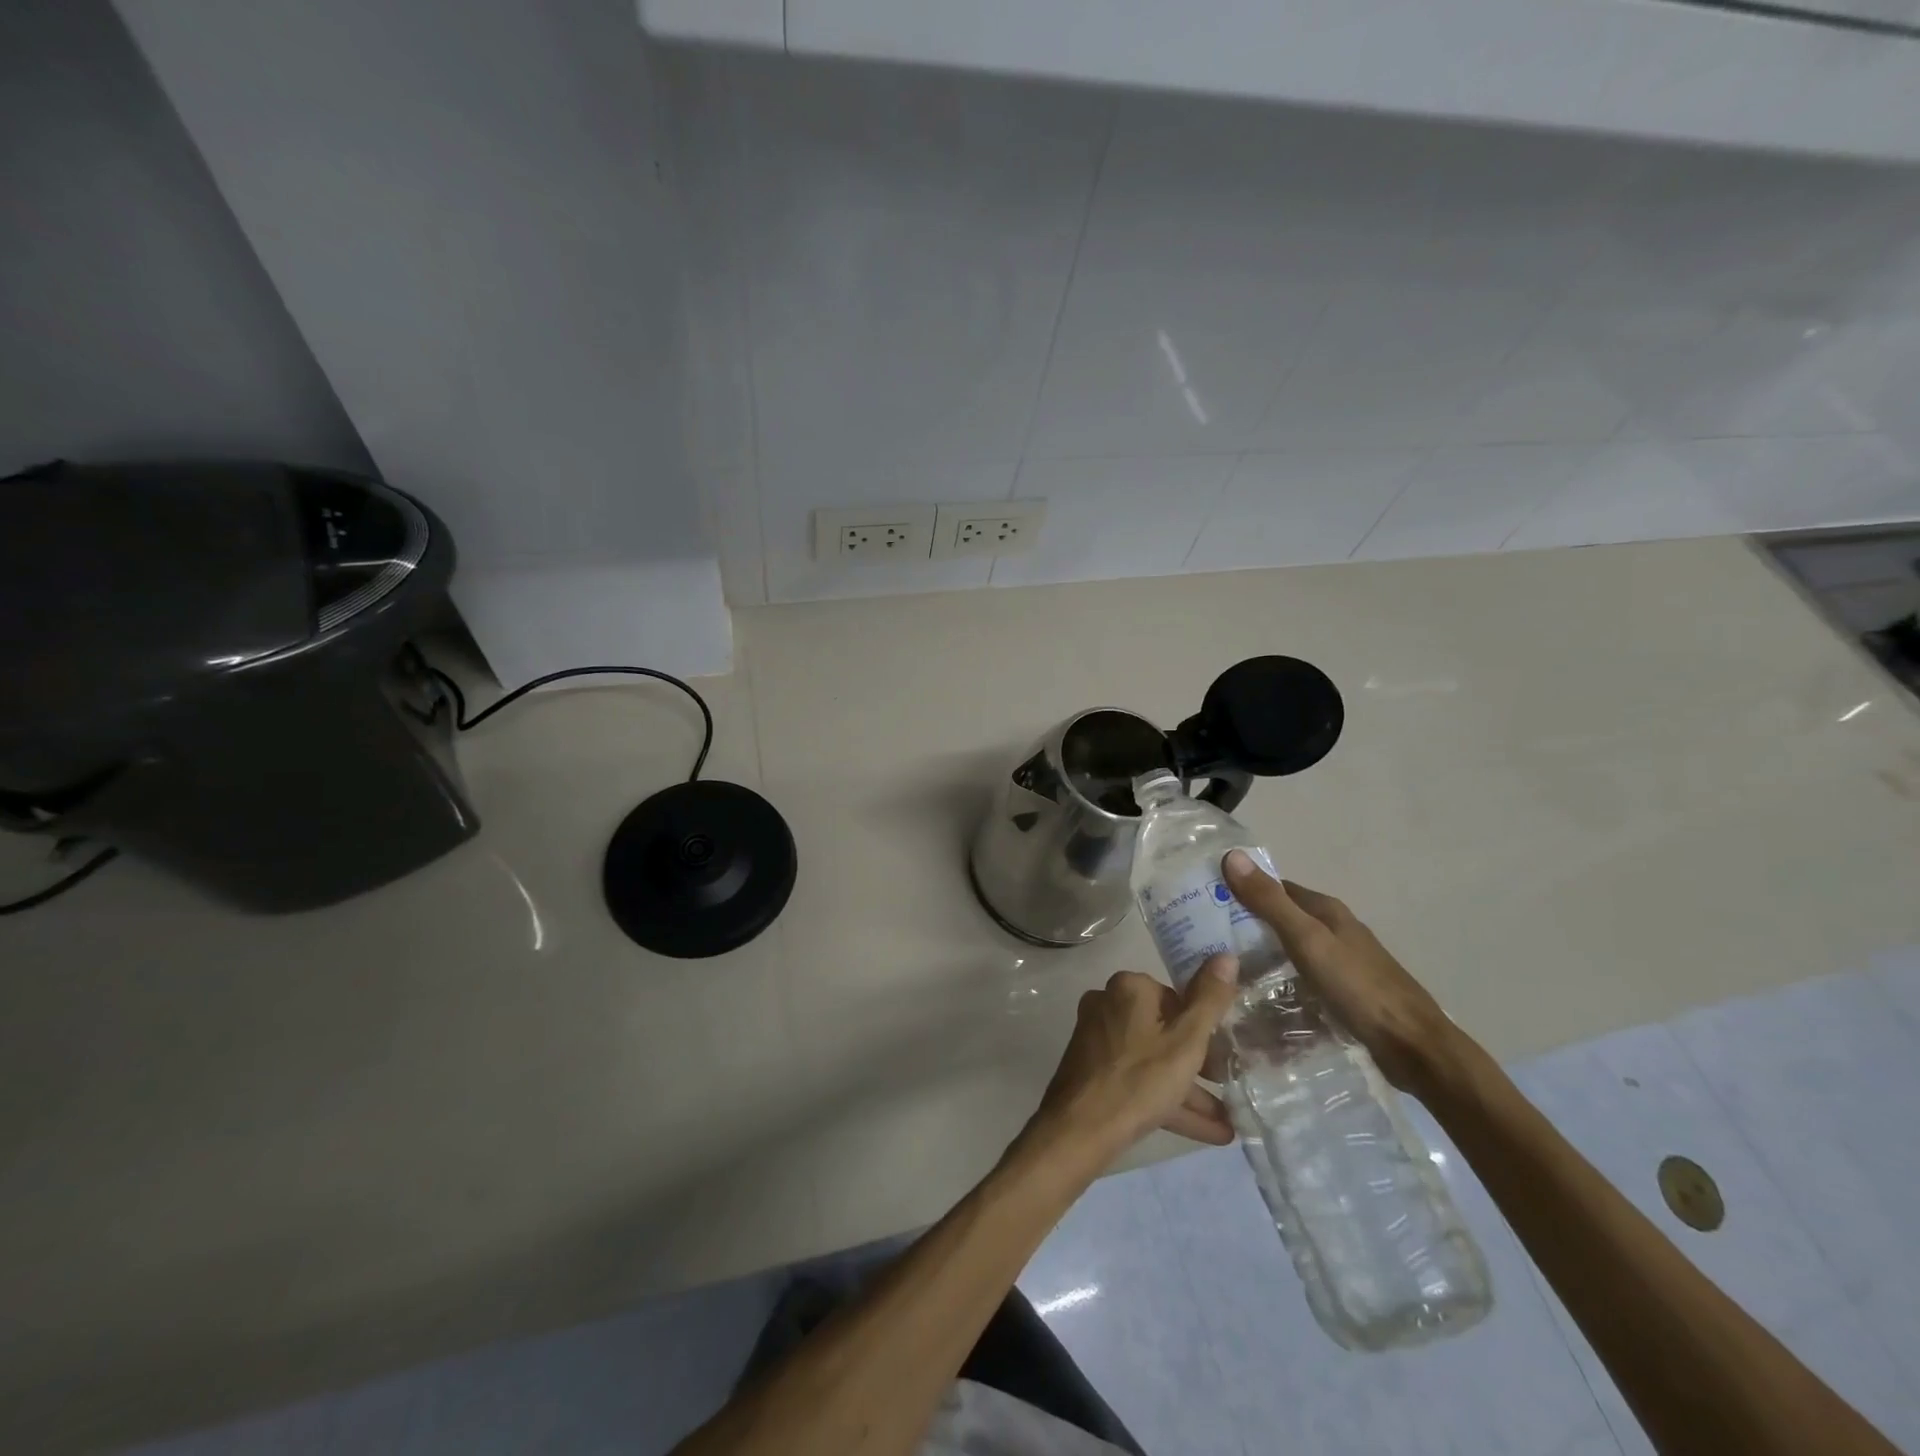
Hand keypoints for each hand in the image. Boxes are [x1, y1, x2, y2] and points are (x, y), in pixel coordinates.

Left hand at [1024, 960, 1240, 1166]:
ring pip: (1153, 1060)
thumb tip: (1226, 956)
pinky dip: (1168, 1100)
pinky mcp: (1093, 1069)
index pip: (1176, 998)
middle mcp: (1108, 1004)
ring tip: (1227, 1123)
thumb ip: (1209, 1000)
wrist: (1079, 1130)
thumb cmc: (1138, 1079)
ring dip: (1189, 1090)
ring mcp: (1098, 1038)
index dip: (1203, 1028)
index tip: (1225, 1056)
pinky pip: (1138, 1078)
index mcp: (1129, 988)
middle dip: (1199, 1064)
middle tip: (1228, 1086)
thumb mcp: (1185, 1041)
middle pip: (1164, 1030)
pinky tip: (1209, 1132)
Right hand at [1221, 850, 1469, 1097]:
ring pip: (1290, 950)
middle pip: (1282, 918)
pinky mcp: (1344, 992)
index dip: (1242, 889)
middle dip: (1246, 924)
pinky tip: (1260, 998)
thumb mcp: (1307, 940)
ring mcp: (1341, 962)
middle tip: (1205, 940)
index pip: (1275, 887)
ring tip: (1224, 970)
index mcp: (1326, 910)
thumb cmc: (1358, 987)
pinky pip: (1300, 978)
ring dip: (1261, 955)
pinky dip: (1279, 981)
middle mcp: (1334, 929)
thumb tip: (1231, 856)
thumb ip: (1270, 902)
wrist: (1414, 1047)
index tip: (1205, 901)